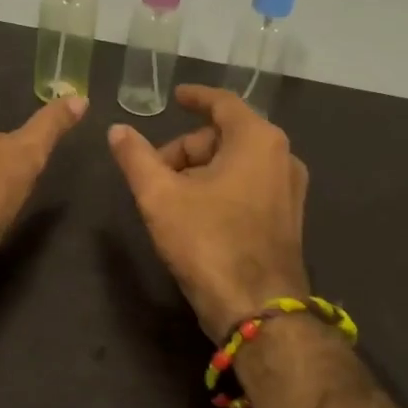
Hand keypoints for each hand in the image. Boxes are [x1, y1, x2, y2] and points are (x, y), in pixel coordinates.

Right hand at [107, 86, 309, 340]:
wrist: (257, 310)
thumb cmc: (208, 243)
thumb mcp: (160, 197)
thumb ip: (136, 158)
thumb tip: (117, 130)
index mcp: (257, 140)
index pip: (222, 103)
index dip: (195, 97)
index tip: (175, 97)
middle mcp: (282, 156)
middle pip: (225, 136)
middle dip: (186, 149)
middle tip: (154, 173)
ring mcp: (289, 190)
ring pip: (236, 163)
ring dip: (201, 171)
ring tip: (170, 199)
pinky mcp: (288, 218)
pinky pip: (249, 186)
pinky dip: (220, 188)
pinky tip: (196, 215)